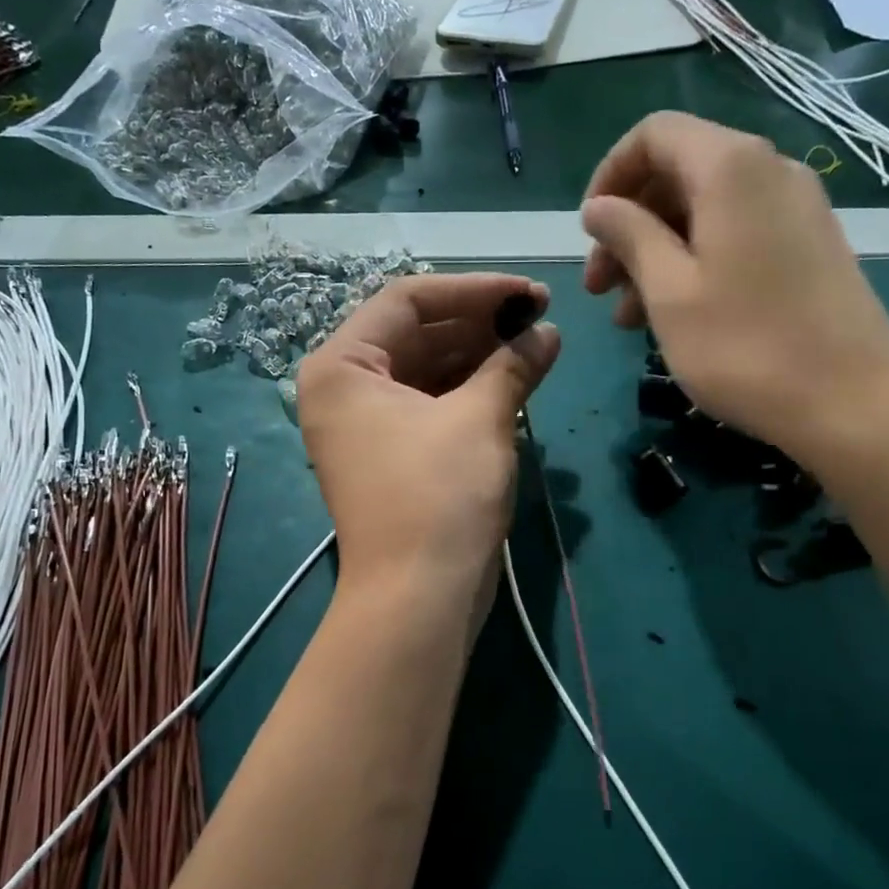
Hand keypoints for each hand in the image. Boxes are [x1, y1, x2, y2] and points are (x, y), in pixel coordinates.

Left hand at [298, 273, 559, 602]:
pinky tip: (515, 380)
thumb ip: (513, 363)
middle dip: (480, 323)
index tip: (530, 292)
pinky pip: (431, 404)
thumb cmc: (440, 497)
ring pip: (427, 369)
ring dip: (480, 355)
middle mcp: (344, 389)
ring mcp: (365, 424)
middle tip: (540, 317)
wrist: (419, 599)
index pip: (407, 300)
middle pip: (416, 333)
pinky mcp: (391, 454)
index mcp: (342, 367)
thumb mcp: (480, 418)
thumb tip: (547, 332)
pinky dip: (470, 391)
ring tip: (536, 345)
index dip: (474, 290)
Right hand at [580, 111, 888, 462]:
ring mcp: (796, 208)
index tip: (588, 232)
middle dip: (629, 224)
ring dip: (656, 252)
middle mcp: (769, 171)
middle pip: (678, 172)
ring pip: (704, 209)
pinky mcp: (809, 245)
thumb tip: (599, 206)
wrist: (854, 402)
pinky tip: (674, 315)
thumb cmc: (745, 346)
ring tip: (629, 317)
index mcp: (730, 168)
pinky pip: (735, 233)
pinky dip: (694, 262)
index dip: (610, 175)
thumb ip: (628, 236)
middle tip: (600, 287)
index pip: (654, 134)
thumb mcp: (668, 291)